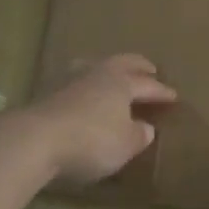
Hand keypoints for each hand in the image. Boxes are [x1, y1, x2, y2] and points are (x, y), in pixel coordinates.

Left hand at [25, 54, 177, 185]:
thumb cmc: (90, 141)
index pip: (146, 85)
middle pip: (121, 63)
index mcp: (120, 82)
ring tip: (113, 74)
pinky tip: (84, 93)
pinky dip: (86, 85)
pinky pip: (75, 82)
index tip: (173, 95)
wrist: (35, 139)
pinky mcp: (46, 93)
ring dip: (107, 70)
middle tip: (149, 68)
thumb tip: (145, 127)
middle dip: (138, 66)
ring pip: (94, 66)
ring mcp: (68, 80)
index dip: (161, 91)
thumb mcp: (124, 145)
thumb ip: (138, 135)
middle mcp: (96, 73)